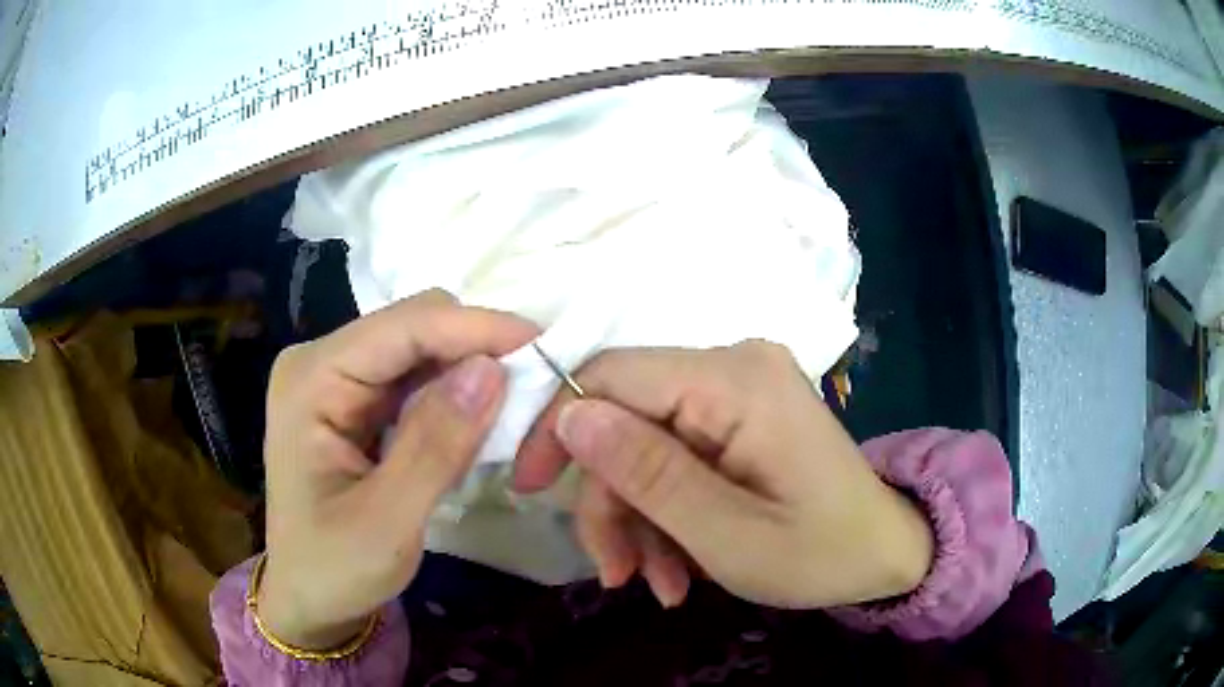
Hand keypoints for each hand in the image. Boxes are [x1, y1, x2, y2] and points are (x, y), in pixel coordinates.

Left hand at [259, 290, 537, 648]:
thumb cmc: (334, 568)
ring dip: (470, 369)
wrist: (307, 594)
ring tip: (514, 407)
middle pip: (413, 324)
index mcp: (311, 380)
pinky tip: (476, 419)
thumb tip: (492, 369)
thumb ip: (435, 447)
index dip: (475, 327)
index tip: (544, 345)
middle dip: (475, 347)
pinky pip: (417, 375)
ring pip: (421, 346)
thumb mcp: (387, 523)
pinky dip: (455, 391)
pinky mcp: (356, 397)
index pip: (402, 327)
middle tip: (532, 390)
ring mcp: (337, 376)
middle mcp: (321, 361)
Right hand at [514, 341, 933, 609]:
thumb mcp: (727, 534)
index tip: (527, 489)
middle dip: (612, 502)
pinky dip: (668, 513)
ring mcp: (737, 390)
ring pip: (645, 445)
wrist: (884, 553)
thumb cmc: (820, 552)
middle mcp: (733, 365)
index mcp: (736, 380)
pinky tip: (679, 568)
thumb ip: (648, 474)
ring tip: (658, 585)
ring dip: (640, 521)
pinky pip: (676, 455)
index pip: (612, 374)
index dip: (557, 426)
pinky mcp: (738, 417)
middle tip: (618, 574)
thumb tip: (570, 416)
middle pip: (626, 419)